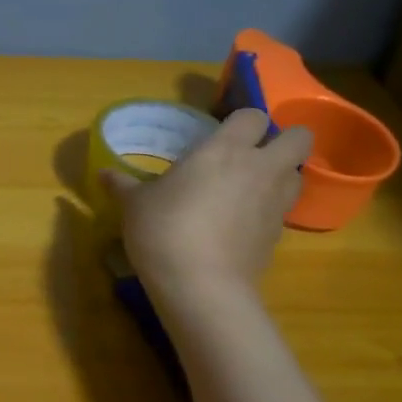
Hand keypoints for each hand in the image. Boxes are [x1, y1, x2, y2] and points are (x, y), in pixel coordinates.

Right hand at [101, 109, 312, 294]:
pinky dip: (270, 211)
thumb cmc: (164, 229)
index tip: (224, 135)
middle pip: (299, 137)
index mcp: (225, 149)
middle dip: (284, 140)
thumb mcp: (135, 205)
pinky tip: (242, 225)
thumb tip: (103, 174)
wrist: (200, 285)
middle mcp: (260, 168)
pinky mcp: (279, 236)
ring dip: (282, 175)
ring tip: (252, 188)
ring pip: (298, 174)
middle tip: (254, 154)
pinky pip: (283, 211)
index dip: (242, 122)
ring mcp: (275, 203)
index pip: (253, 115)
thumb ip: (123, 185)